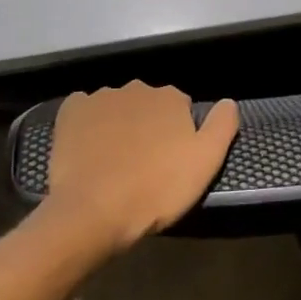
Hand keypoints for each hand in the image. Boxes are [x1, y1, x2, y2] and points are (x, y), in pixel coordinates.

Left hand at [44, 82, 239, 253]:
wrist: (93, 211)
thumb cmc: (155, 189)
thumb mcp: (205, 163)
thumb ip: (222, 126)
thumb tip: (229, 101)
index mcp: (170, 97)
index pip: (181, 107)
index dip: (178, 133)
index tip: (172, 160)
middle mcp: (137, 88)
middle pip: (148, 104)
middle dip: (148, 126)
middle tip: (144, 164)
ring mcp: (101, 97)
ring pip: (116, 107)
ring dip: (118, 125)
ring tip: (114, 162)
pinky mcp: (71, 112)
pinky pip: (83, 110)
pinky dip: (87, 123)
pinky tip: (87, 147)